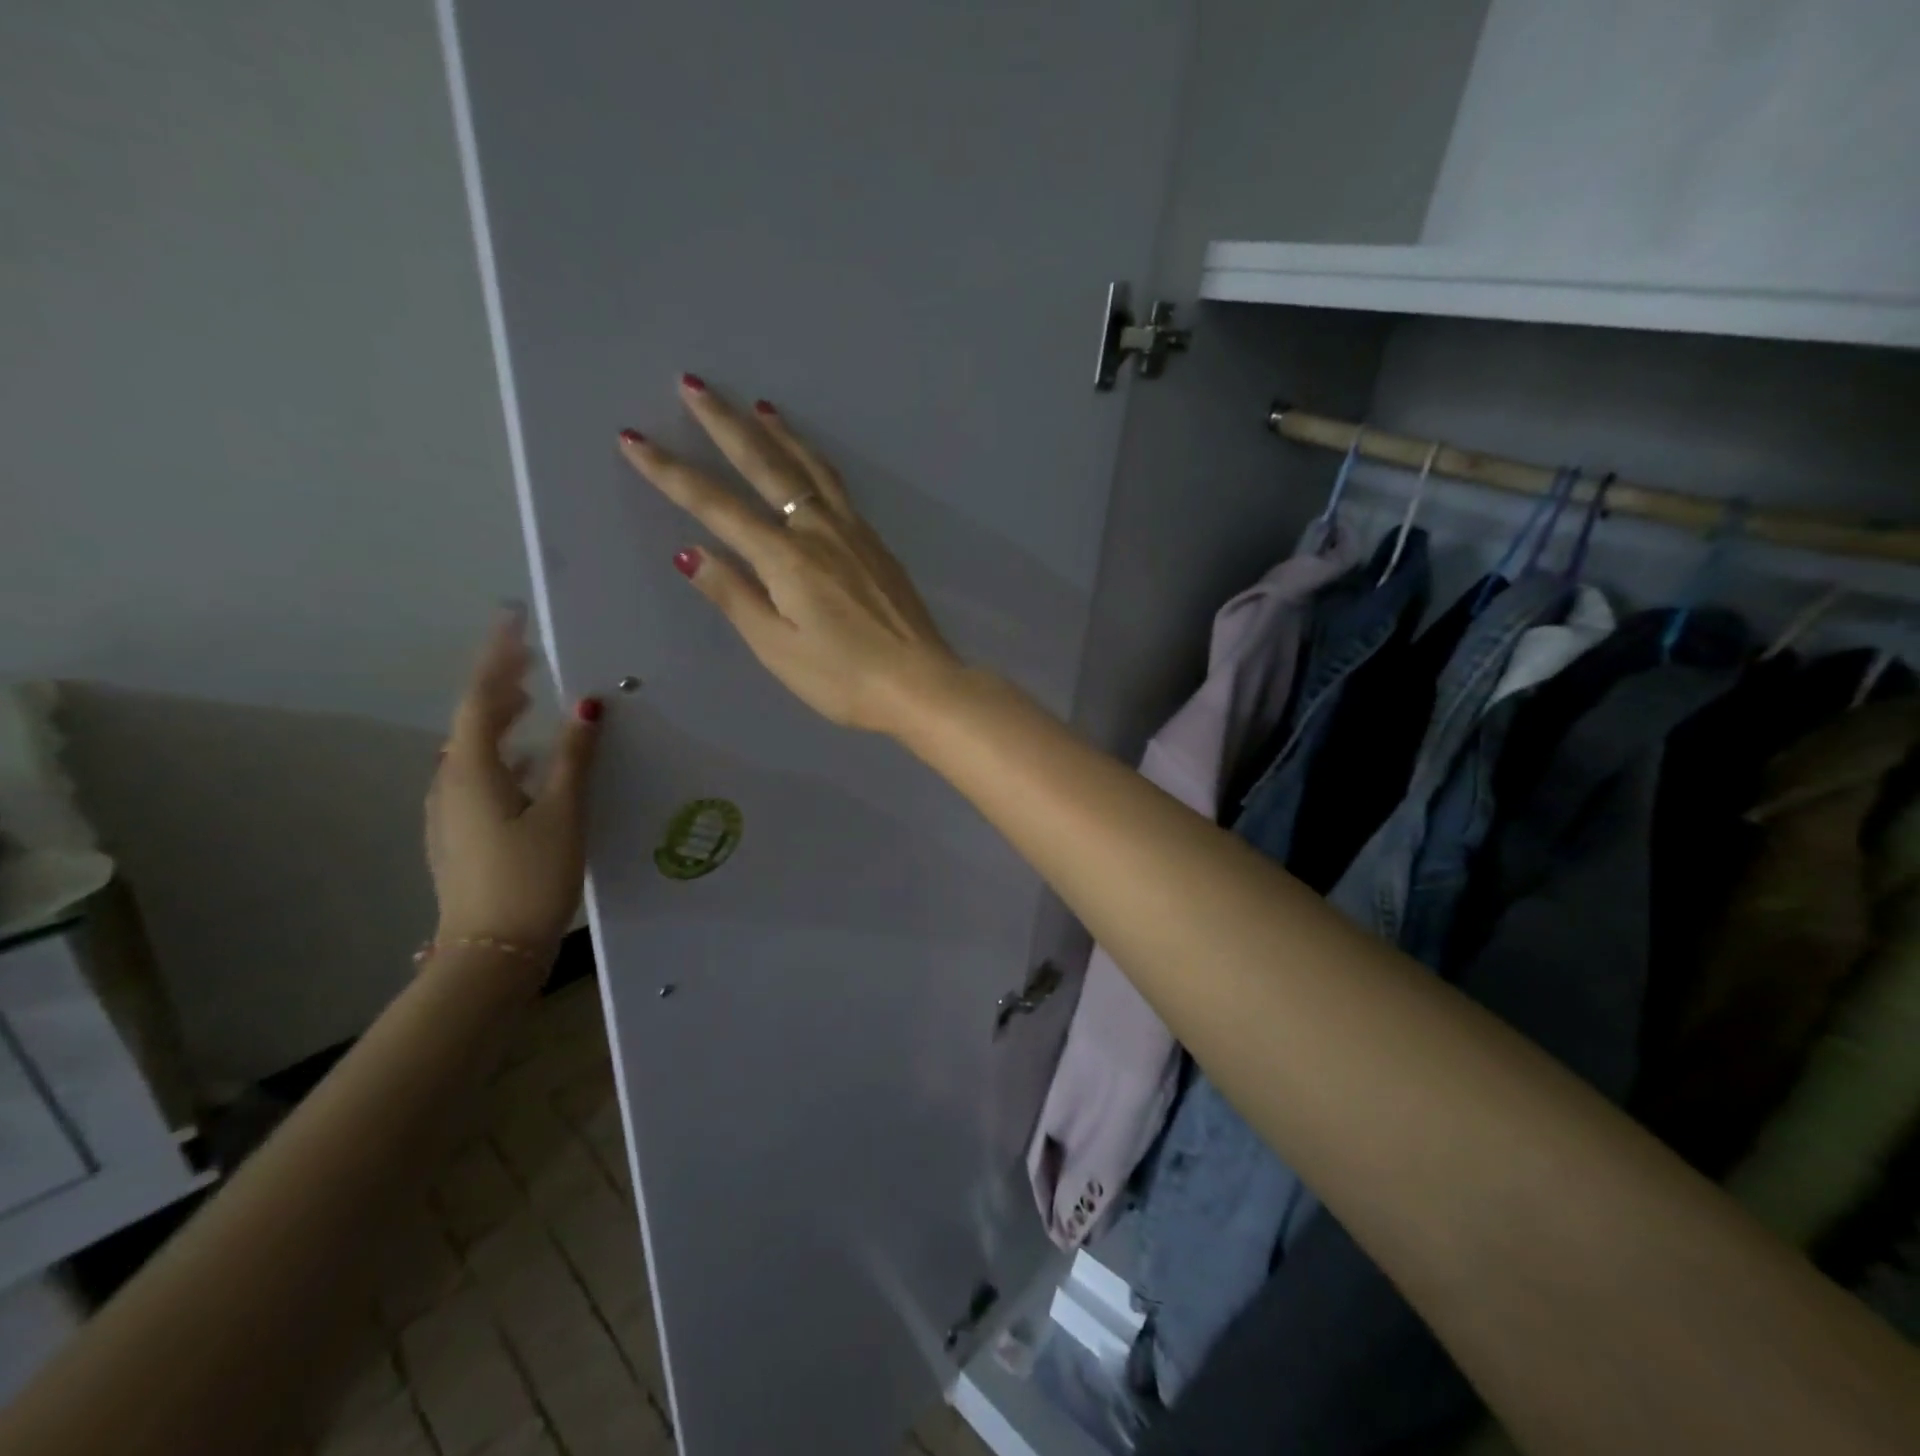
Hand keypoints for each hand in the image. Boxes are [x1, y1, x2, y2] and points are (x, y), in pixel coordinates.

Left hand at [426, 611, 602, 951]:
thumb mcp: (563, 814)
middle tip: (531, 661)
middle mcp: (451, 784)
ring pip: (474, 751)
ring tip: (533, 705)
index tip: (512, 621)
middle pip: (473, 722)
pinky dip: (503, 756)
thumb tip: (587, 706)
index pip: (481, 699)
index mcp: (472, 772)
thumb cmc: (529, 877)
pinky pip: (479, 777)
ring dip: (501, 722)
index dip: (498, 658)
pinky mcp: (459, 834)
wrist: (490, 951)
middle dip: (500, 687)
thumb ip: (574, 758)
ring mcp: (449, 812)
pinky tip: (531, 767)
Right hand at [619, 376, 961, 733]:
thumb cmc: (844, 678)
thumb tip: (691, 552)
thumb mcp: (778, 648)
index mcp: (786, 557)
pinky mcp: (877, 544)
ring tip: (758, 406)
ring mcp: (854, 533)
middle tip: (695, 384)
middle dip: (726, 424)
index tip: (635, 440)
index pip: (716, 506)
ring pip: (810, 468)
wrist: (920, 683)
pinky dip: (814, 462)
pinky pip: (837, 487)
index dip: (671, 473)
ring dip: (779, 433)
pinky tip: (811, 462)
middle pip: (766, 465)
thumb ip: (736, 596)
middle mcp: (819, 531)